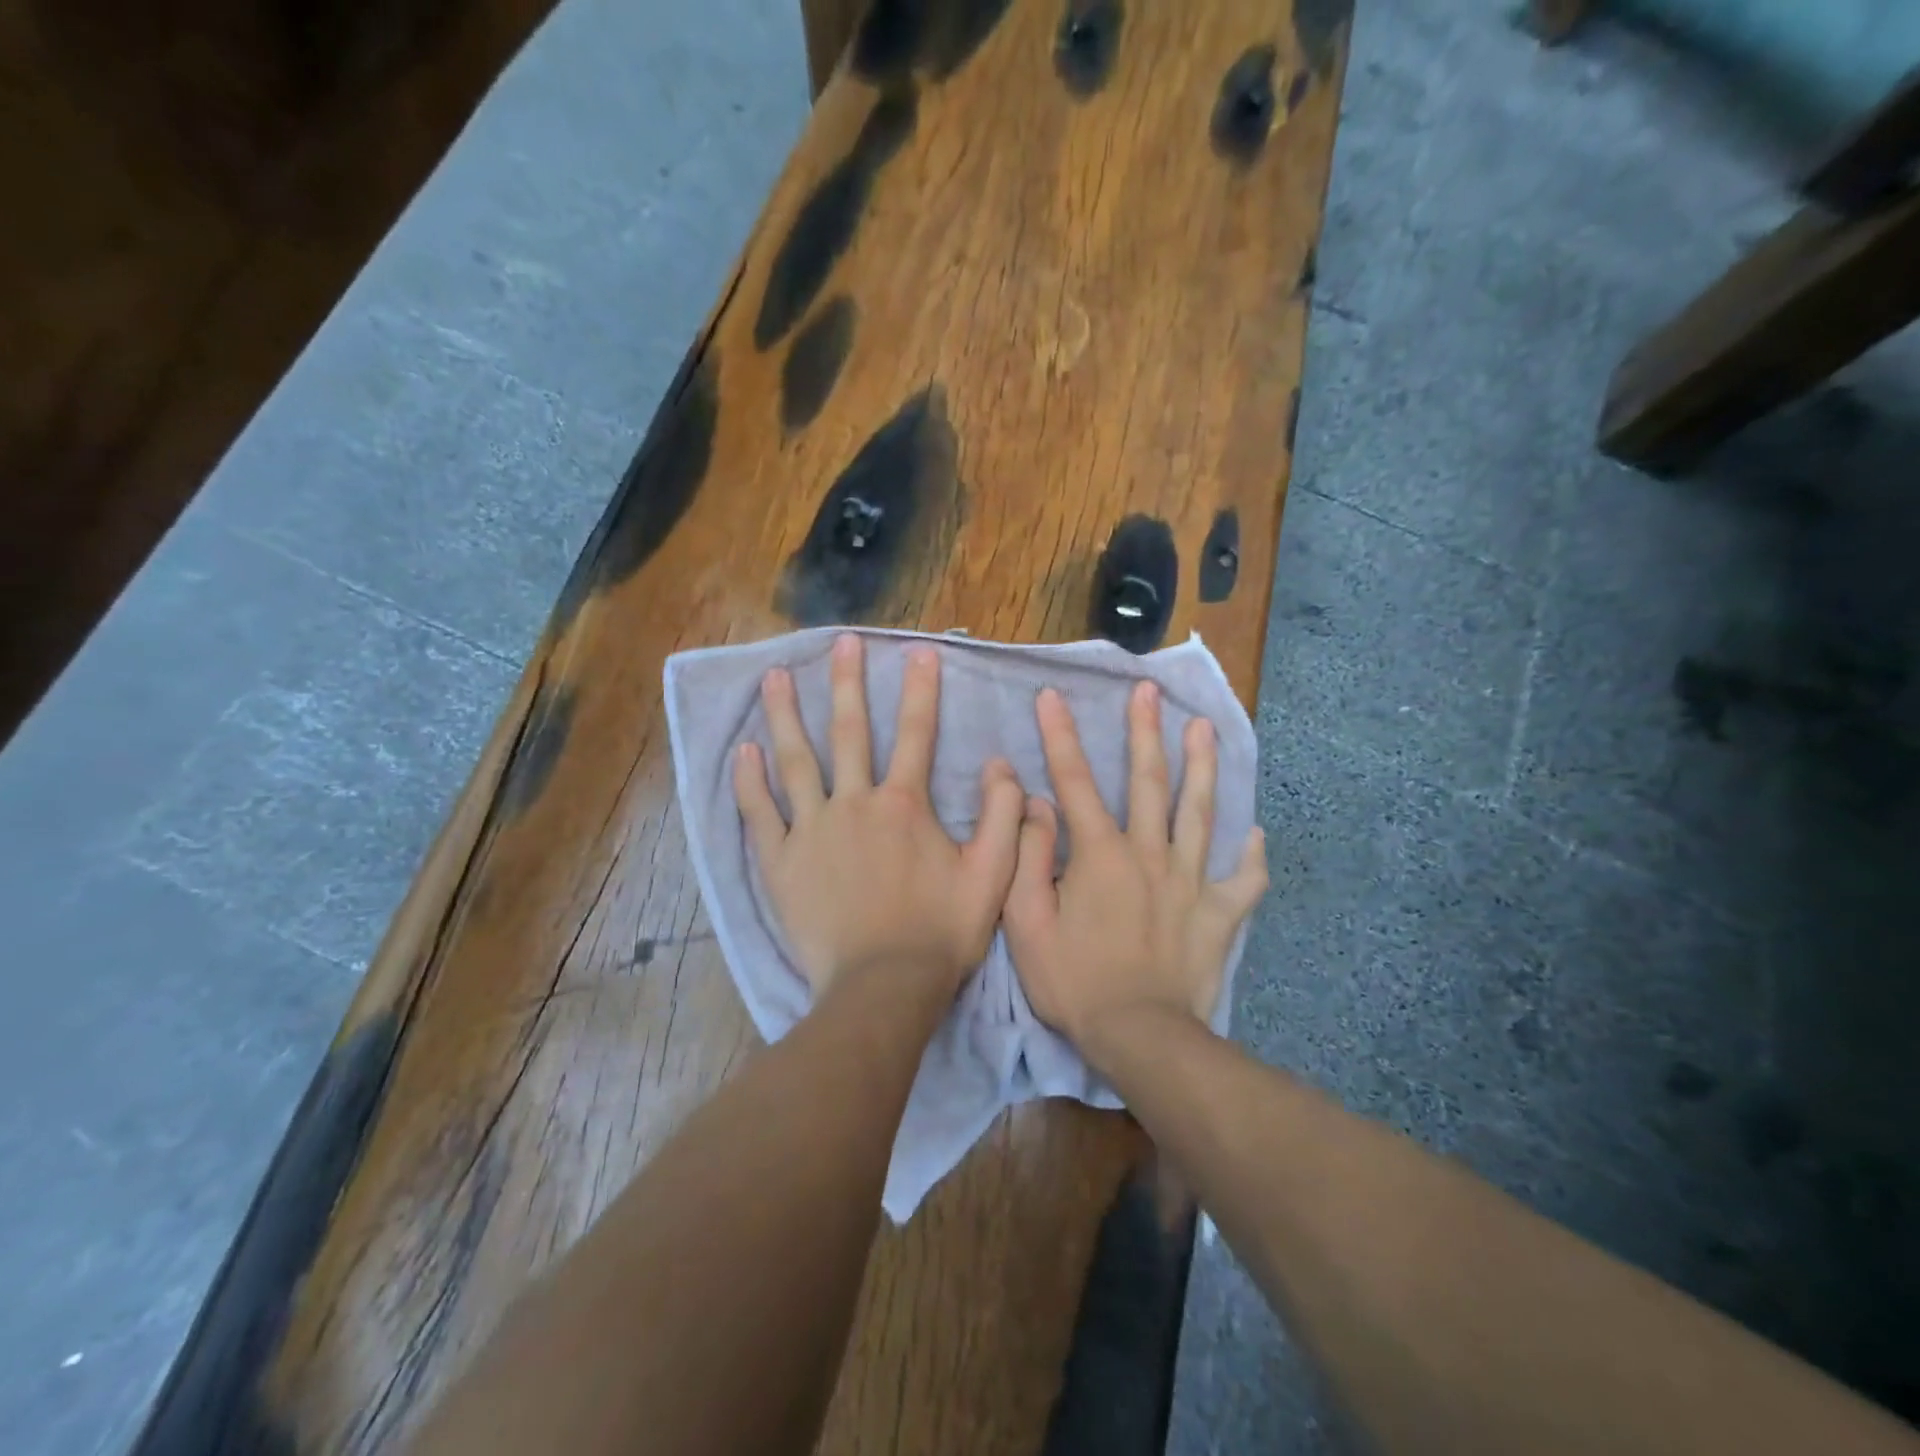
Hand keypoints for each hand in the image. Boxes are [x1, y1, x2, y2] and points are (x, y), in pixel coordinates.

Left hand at [734, 633, 1024, 1003]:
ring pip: (795, 762)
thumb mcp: (992, 875)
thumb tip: (1000, 764)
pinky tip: (742, 751)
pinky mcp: (781, 862)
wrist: (883, 987)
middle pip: (849, 732)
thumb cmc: (941, 932)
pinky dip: (749, 782)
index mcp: (904, 805)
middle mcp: (855, 804)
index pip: (916, 734)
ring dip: (786, 716)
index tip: (919, 651)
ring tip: (774, 676)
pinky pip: (760, 814)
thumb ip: (1002, 816)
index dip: (921, 690)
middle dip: (847, 683)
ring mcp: (812, 831)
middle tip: (840, 642)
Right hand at [1004, 681, 1266, 1062]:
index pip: (1075, 782)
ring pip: (1201, 814)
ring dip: (1203, 767)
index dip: (1060, 736)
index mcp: (1100, 854)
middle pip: (1149, 782)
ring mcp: (1191, 882)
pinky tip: (1256, 835)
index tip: (1053, 695)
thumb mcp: (1027, 921)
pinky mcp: (1220, 914)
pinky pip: (1243, 880)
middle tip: (1150, 690)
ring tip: (1207, 727)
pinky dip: (1251, 857)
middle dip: (1146, 731)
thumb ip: (1029, 857)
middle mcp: (1149, 854)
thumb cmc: (1074, 980)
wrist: (1139, 1036)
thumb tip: (1036, 803)